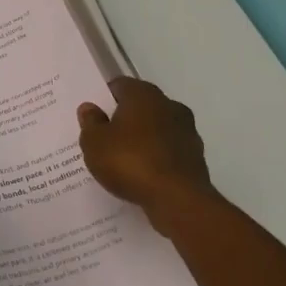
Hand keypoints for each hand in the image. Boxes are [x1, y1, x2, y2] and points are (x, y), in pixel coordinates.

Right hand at [77, 77, 225, 226]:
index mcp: (143, 94)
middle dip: (124, 118)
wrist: (177, 199)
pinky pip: (167, 151)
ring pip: (157, 129)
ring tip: (123, 159)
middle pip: (141, 106)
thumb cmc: (129, 161)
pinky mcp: (196, 157)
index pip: (120, 85)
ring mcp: (187, 131)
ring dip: (143, 139)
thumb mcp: (94, 142)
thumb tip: (90, 108)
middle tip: (105, 136)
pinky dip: (156, 158)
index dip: (105, 97)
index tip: (93, 114)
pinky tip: (142, 174)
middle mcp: (169, 105)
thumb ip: (90, 122)